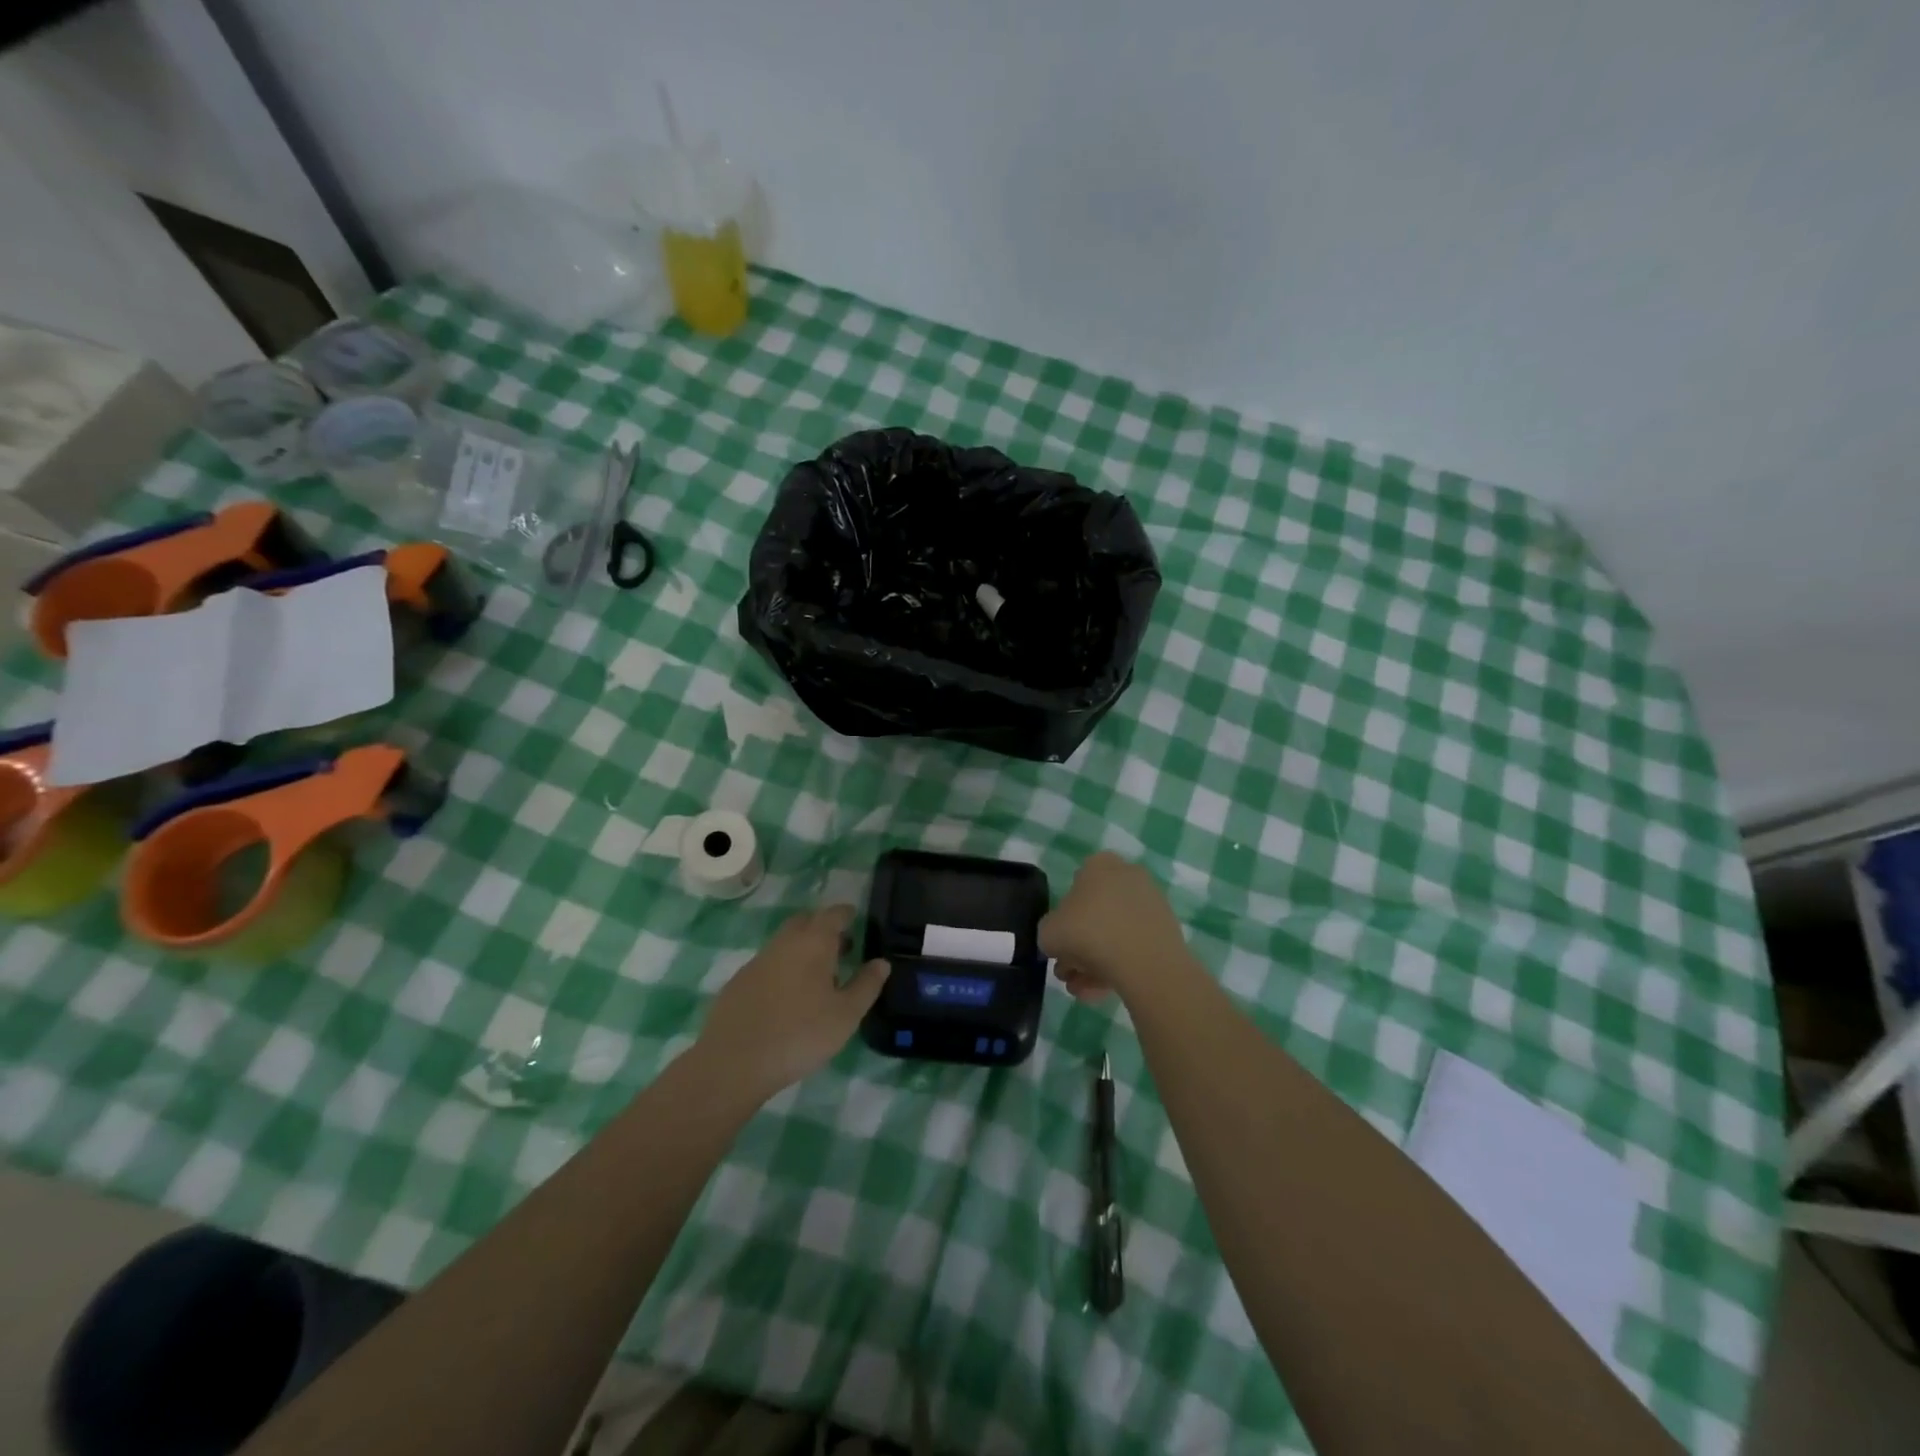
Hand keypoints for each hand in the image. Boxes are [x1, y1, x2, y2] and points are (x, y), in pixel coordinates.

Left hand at [697, 905, 889, 1101]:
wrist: (733, 1062)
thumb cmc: (800, 1034)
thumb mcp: (846, 1015)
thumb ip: (866, 985)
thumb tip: (881, 962)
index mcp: (813, 943)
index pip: (833, 914)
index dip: (846, 914)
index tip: (856, 919)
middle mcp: (784, 943)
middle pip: (805, 922)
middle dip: (823, 927)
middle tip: (840, 947)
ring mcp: (757, 961)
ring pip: (785, 942)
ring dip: (802, 948)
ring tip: (818, 975)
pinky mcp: (739, 982)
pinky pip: (768, 963)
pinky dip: (783, 968)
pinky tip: (788, 996)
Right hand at [1040, 852, 1195, 1004]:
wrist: (1145, 962)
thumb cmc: (1089, 934)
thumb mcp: (1048, 932)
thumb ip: (1049, 932)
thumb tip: (1058, 940)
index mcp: (1100, 865)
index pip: (1077, 883)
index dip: (1065, 915)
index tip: (1061, 940)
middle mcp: (1129, 877)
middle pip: (1096, 913)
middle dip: (1079, 947)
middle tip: (1068, 973)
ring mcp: (1151, 904)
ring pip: (1114, 934)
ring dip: (1094, 963)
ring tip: (1083, 990)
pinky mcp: (1166, 932)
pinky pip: (1134, 948)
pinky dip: (1118, 967)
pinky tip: (1101, 992)